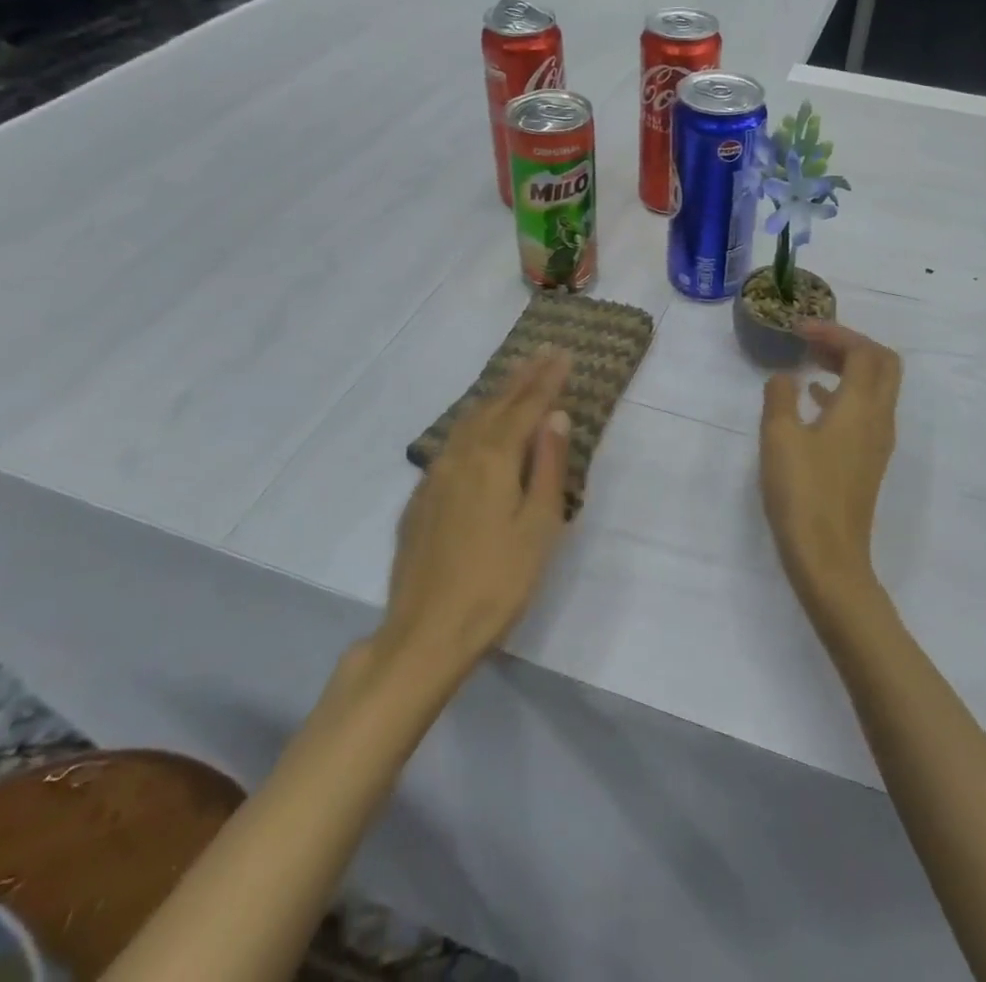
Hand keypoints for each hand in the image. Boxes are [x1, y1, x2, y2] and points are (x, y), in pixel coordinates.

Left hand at [381, 349, 573, 670]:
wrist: (426, 632)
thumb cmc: (498, 582)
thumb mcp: (539, 526)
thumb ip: (549, 467)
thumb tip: (556, 417)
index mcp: (493, 459)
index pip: (526, 407)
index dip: (547, 380)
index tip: (564, 354)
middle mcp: (460, 456)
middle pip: (495, 405)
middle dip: (521, 378)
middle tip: (543, 353)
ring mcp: (435, 476)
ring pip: (468, 420)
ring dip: (495, 395)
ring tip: (514, 377)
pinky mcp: (421, 497)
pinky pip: (452, 441)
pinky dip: (473, 421)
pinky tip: (477, 426)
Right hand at [759, 322, 902, 608]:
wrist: (828, 557)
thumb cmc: (803, 492)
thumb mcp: (779, 436)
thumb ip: (780, 397)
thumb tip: (785, 378)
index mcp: (862, 406)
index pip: (863, 351)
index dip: (834, 332)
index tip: (799, 329)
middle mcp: (879, 418)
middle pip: (882, 364)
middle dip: (850, 344)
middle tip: (814, 342)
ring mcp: (877, 442)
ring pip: (876, 388)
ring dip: (848, 367)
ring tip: (810, 362)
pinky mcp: (868, 461)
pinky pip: (865, 411)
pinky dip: (844, 393)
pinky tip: (815, 400)